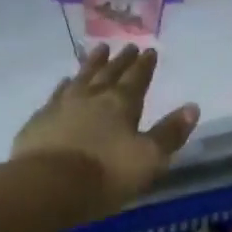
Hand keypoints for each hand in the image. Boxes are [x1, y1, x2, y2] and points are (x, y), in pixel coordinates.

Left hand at [12, 46, 199, 217]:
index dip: (145, 65)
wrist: (47, 185)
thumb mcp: (149, 158)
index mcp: (121, 104)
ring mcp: (62, 106)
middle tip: (127, 46)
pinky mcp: (39, 120)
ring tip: (98, 50)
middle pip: (109, 73)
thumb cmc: (105, 174)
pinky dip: (64, 85)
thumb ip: (170, 133)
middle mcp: (92, 97)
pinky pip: (56, 94)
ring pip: (81, 77)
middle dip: (121, 60)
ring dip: (91, 64)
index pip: (137, 79)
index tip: (149, 50)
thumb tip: (192, 107)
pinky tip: (64, 82)